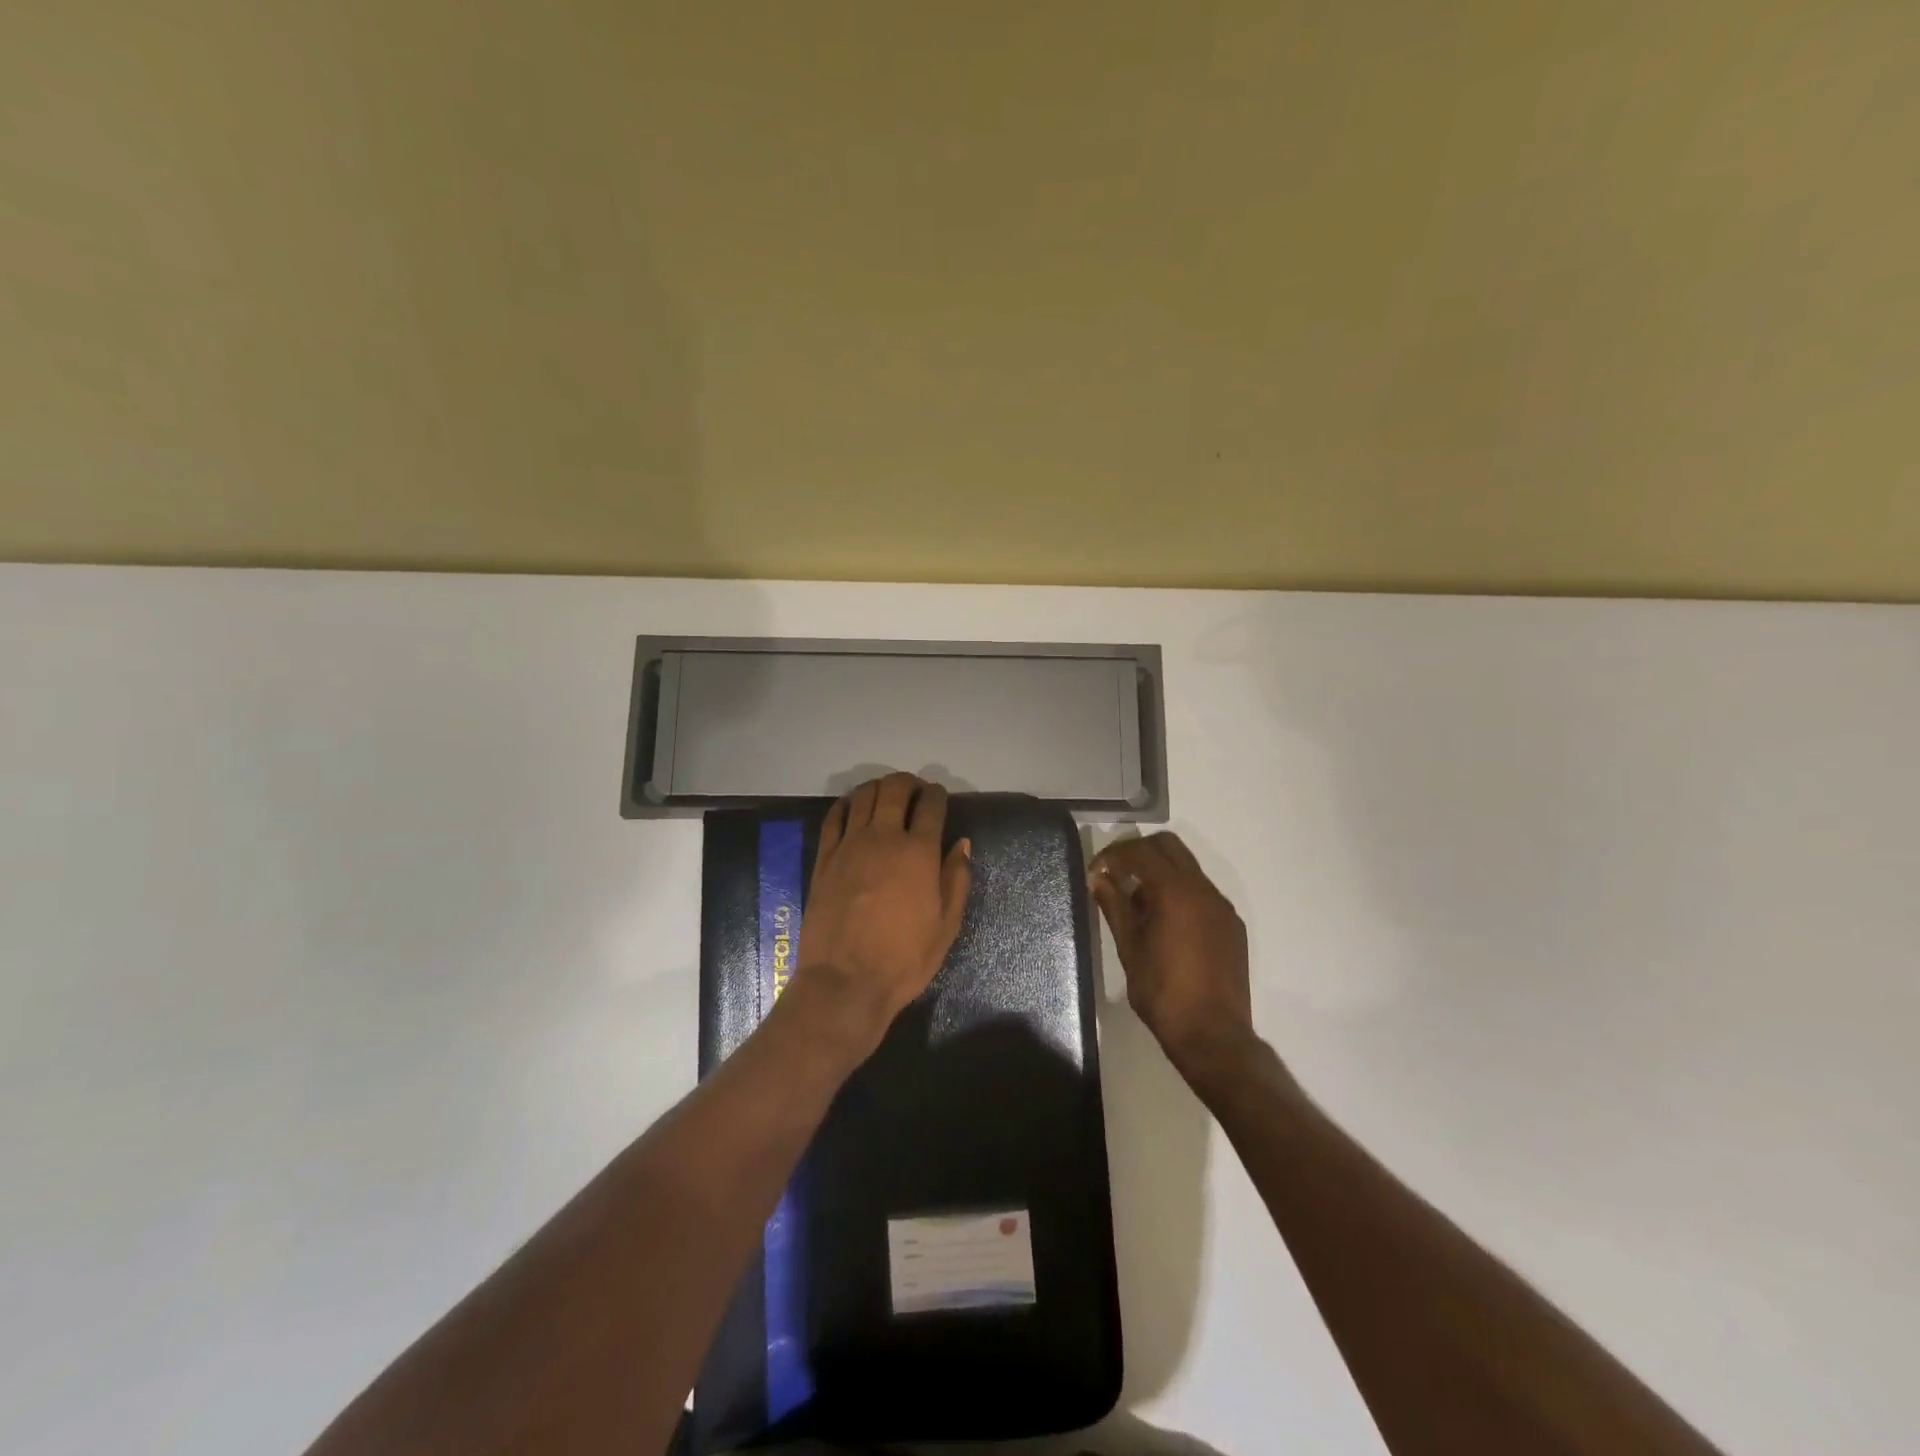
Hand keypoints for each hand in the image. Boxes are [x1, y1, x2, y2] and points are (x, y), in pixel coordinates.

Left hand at [797, 773, 972, 1048]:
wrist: (845, 982)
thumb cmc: (904, 959)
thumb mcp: (946, 926)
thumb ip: (956, 879)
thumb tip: (962, 844)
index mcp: (919, 852)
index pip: (931, 805)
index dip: (938, 794)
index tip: (939, 796)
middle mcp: (884, 837)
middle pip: (895, 789)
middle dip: (909, 782)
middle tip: (915, 791)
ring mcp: (849, 845)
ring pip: (864, 796)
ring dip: (879, 787)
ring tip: (886, 796)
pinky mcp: (824, 858)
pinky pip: (834, 817)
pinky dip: (847, 804)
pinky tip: (853, 807)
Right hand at [1090, 833, 1257, 1088]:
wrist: (1213, 1035)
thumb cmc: (1163, 992)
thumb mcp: (1129, 948)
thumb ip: (1114, 905)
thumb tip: (1098, 878)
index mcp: (1176, 891)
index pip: (1141, 852)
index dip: (1113, 855)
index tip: (1095, 872)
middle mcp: (1204, 890)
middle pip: (1168, 847)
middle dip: (1138, 853)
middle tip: (1114, 875)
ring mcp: (1222, 907)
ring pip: (1187, 868)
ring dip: (1159, 873)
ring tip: (1136, 904)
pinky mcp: (1231, 925)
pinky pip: (1201, 892)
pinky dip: (1178, 892)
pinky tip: (1163, 923)